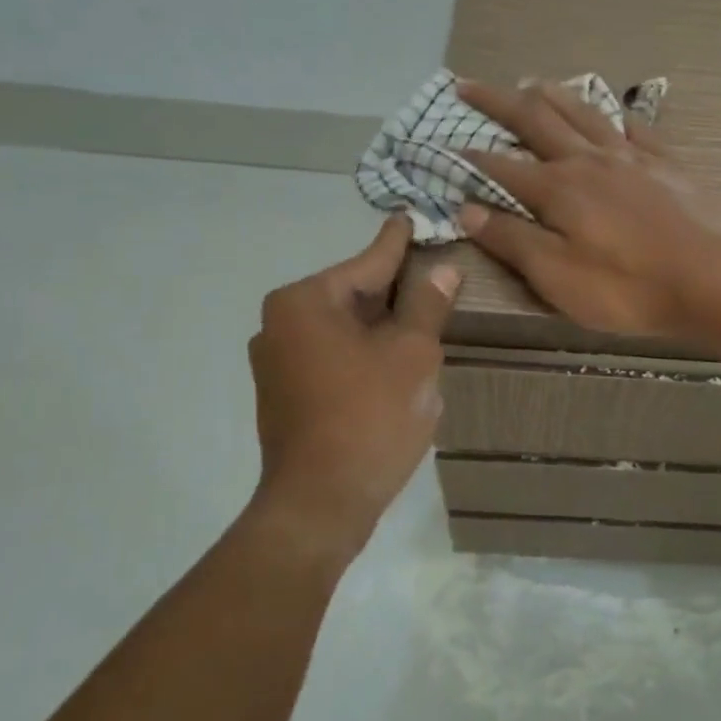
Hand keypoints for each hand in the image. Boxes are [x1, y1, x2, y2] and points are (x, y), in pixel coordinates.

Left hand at [246, 216, 458, 561]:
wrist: (321, 504)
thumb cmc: (371, 416)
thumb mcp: (413, 354)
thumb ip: (427, 305)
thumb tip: (444, 269)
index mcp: (305, 302)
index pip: (367, 262)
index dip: (399, 243)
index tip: (412, 216)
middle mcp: (279, 323)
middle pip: (353, 293)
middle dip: (396, 289)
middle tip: (436, 275)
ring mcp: (276, 361)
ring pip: (344, 327)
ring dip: (383, 325)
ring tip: (425, 317)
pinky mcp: (284, 393)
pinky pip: (333, 354)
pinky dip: (365, 351)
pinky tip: (397, 359)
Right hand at [456, 79, 720, 338]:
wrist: (714, 278)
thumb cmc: (629, 287)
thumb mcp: (558, 276)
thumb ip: (512, 239)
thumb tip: (465, 208)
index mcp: (558, 188)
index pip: (501, 166)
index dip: (470, 158)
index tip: (445, 145)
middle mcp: (589, 160)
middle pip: (536, 121)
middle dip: (498, 102)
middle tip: (468, 85)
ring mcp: (632, 157)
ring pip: (584, 113)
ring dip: (553, 95)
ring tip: (532, 81)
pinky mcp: (667, 163)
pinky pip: (636, 128)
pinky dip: (617, 116)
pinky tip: (614, 113)